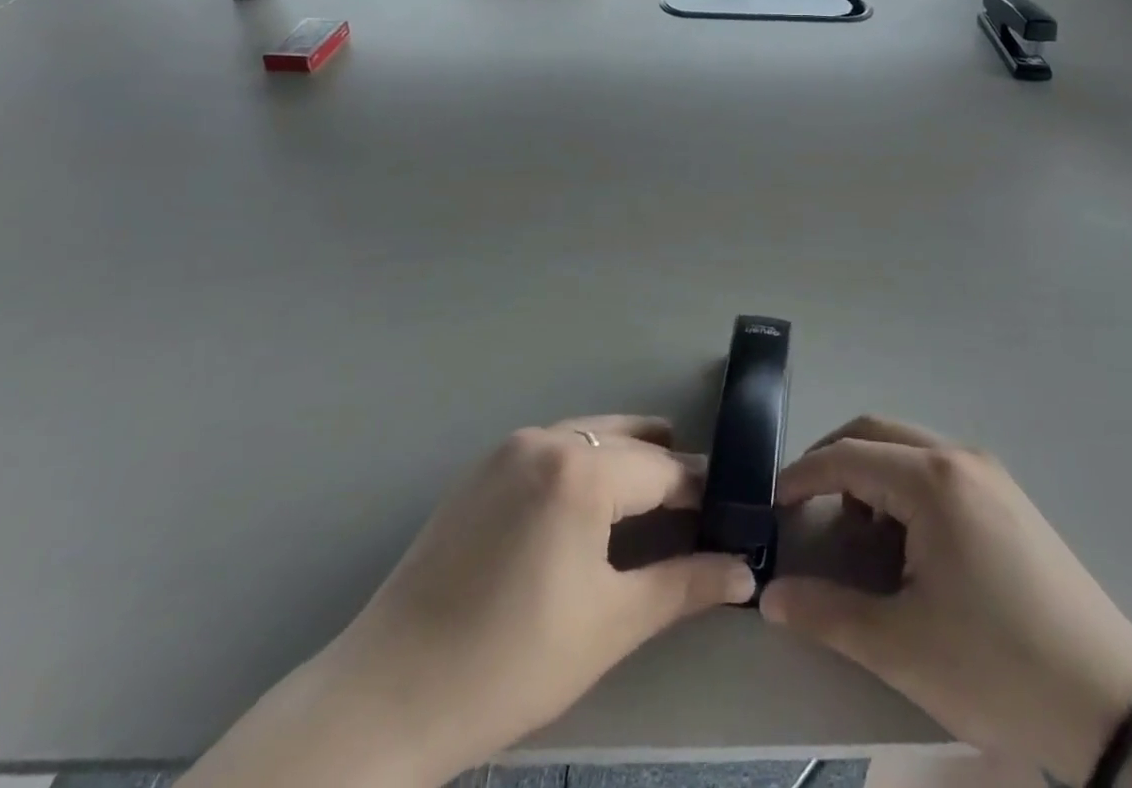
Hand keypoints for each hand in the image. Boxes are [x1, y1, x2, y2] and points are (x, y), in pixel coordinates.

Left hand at [180, 416, 754, 787]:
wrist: (387, 694)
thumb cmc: (512, 662)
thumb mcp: (610, 625)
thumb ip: (684, 586)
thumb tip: (745, 571)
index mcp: (582, 470)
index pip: (664, 469)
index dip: (701, 490)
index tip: (730, 510)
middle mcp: (547, 439)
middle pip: (627, 441)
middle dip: (666, 467)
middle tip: (698, 503)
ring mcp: (507, 448)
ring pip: (588, 436)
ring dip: (625, 457)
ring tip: (652, 496)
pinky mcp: (480, 468)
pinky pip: (551, 447)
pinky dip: (583, 461)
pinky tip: (588, 503)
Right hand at [761, 417, 1131, 783]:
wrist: (1114, 705)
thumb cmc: (998, 667)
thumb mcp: (901, 646)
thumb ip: (827, 613)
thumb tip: (769, 597)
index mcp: (932, 480)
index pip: (847, 455)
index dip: (802, 476)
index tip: (772, 505)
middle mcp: (960, 458)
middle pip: (877, 433)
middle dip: (833, 461)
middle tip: (805, 505)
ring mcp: (990, 474)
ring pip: (909, 449)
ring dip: (872, 475)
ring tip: (862, 538)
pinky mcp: (1009, 498)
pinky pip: (939, 470)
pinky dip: (905, 488)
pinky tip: (910, 545)